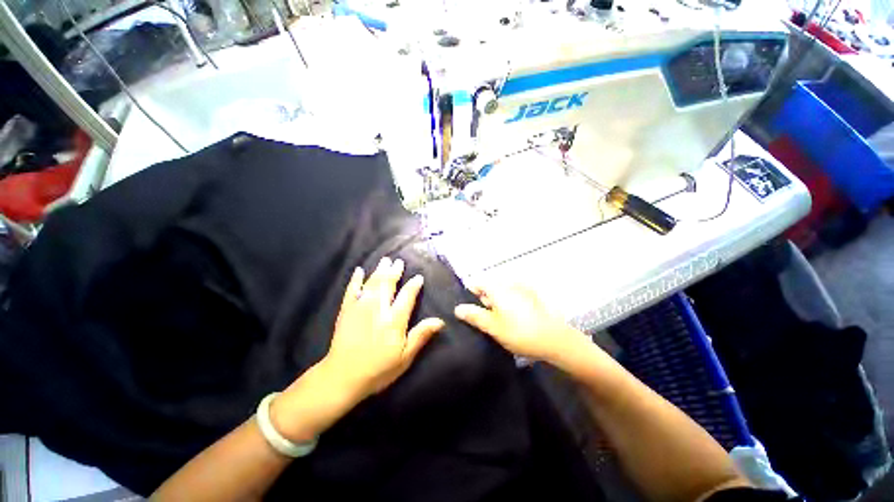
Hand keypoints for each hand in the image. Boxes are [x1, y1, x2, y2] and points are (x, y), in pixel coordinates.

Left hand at [272, 258, 443, 441]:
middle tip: (399, 261)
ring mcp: (360, 307)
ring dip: (380, 270)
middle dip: (395, 272)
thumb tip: (440, 321)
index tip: (418, 277)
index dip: (414, 285)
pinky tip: (359, 271)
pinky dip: (356, 279)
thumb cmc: (378, 369)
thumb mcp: (405, 356)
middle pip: (388, 284)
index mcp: (394, 319)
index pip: (407, 296)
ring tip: (385, 261)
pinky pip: (351, 290)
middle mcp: (378, 308)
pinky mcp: (346, 310)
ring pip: (372, 283)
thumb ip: (421, 335)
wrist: (342, 377)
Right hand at [454, 283, 588, 362]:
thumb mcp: (493, 326)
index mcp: (497, 288)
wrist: (555, 340)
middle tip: (482, 320)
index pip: (476, 283)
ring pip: (501, 294)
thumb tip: (458, 308)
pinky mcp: (531, 297)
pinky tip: (511, 321)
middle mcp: (509, 284)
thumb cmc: (519, 332)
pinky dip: (508, 306)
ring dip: (496, 305)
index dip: (469, 294)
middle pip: (489, 288)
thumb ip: (474, 316)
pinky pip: (512, 298)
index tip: (467, 309)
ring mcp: (521, 289)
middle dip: (483, 302)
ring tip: (496, 323)